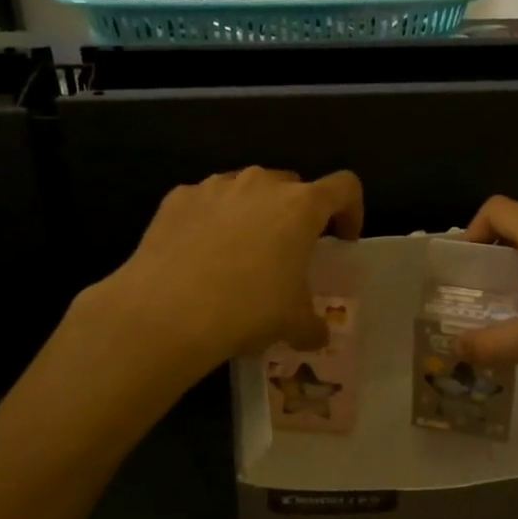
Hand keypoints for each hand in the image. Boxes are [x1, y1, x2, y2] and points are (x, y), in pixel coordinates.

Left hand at [88, 167, 364, 376]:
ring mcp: (216, 186)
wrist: (166, 312)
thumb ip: (313, 324)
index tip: (342, 239)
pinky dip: (211, 222)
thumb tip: (317, 334)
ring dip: (253, 215)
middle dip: (296, 214)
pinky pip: (206, 203)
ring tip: (240, 255)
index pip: (344, 188)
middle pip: (292, 186)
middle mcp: (261, 184)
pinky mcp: (178, 198)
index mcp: (301, 206)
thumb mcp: (293, 324)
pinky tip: (199, 256)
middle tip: (287, 253)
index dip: (351, 210)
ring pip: (247, 191)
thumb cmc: (247, 310)